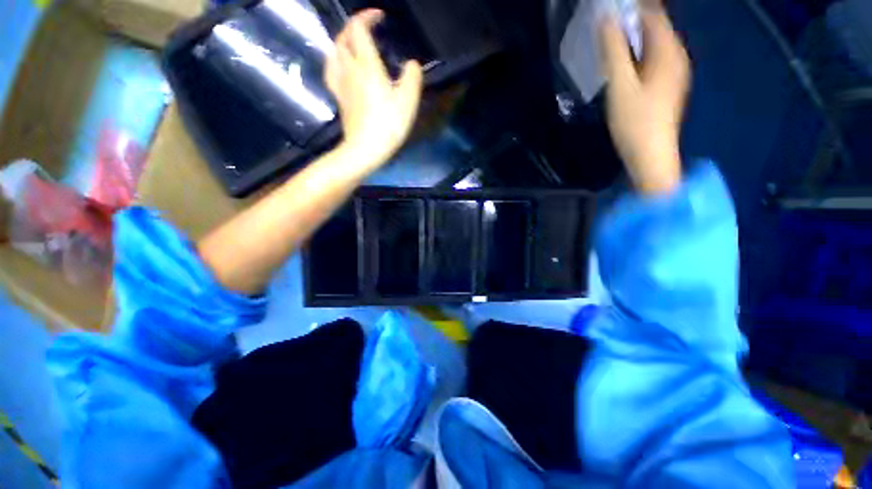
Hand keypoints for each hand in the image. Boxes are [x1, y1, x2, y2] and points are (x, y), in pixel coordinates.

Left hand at [325, 9, 423, 167]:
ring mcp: (341, 83)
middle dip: (354, 26)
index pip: (359, 29)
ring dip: (343, 41)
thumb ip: (412, 77)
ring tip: (353, 44)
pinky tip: (341, 65)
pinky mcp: (339, 97)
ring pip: (334, 52)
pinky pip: (331, 71)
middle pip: (343, 37)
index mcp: (367, 65)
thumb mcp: (408, 102)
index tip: (380, 17)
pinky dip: (335, 60)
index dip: (367, 17)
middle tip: (368, 29)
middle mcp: (350, 69)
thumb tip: (412, 65)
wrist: (365, 149)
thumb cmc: (388, 125)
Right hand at [600, 7, 689, 194]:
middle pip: (657, 28)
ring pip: (655, 44)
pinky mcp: (666, 87)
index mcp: (668, 53)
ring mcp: (673, 74)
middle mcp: (676, 58)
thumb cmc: (635, 122)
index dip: (636, 5)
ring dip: (635, 36)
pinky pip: (654, 59)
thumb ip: (613, 51)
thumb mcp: (620, 85)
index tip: (614, 5)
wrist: (650, 156)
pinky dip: (639, 53)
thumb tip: (605, 19)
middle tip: (609, 19)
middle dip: (635, 19)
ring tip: (612, 36)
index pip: (655, 15)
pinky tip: (624, 61)